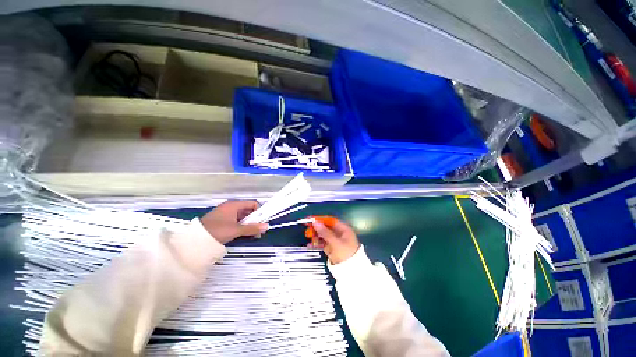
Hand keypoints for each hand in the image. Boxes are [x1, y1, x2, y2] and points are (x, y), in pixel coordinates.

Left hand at [200, 200, 268, 244]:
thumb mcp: (236, 230)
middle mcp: (231, 206)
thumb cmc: (217, 231)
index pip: (253, 203)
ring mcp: (226, 213)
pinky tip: (244, 234)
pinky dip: (242, 226)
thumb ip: (252, 228)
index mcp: (234, 204)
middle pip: (248, 210)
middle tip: (259, 230)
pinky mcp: (222, 220)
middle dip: (255, 220)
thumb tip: (266, 227)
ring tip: (253, 234)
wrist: (195, 240)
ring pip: (243, 216)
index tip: (262, 221)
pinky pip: (237, 220)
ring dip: (249, 224)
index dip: (259, 211)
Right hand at [310, 219, 359, 263]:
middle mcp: (339, 234)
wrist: (351, 273)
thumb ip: (325, 232)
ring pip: (323, 235)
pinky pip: (323, 243)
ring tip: (308, 236)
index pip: (330, 220)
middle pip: (326, 227)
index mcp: (344, 229)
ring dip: (316, 235)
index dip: (321, 219)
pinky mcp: (332, 249)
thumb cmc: (346, 254)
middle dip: (317, 227)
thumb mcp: (335, 243)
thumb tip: (315, 222)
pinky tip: (310, 245)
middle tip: (307, 227)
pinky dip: (317, 243)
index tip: (311, 219)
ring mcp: (335, 241)